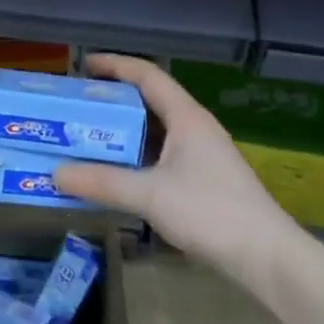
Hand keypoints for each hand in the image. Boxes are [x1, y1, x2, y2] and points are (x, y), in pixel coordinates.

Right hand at [53, 54, 304, 295]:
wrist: (268, 258)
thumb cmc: (211, 212)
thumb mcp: (150, 195)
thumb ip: (102, 182)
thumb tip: (55, 173)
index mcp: (186, 117)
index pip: (147, 75)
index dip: (115, 65)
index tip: (83, 64)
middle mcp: (194, 127)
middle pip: (149, 99)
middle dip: (113, 99)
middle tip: (78, 105)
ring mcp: (202, 154)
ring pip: (155, 129)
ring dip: (124, 130)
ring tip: (89, 135)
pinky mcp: (204, 178)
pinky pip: (161, 153)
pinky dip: (136, 154)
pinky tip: (118, 171)